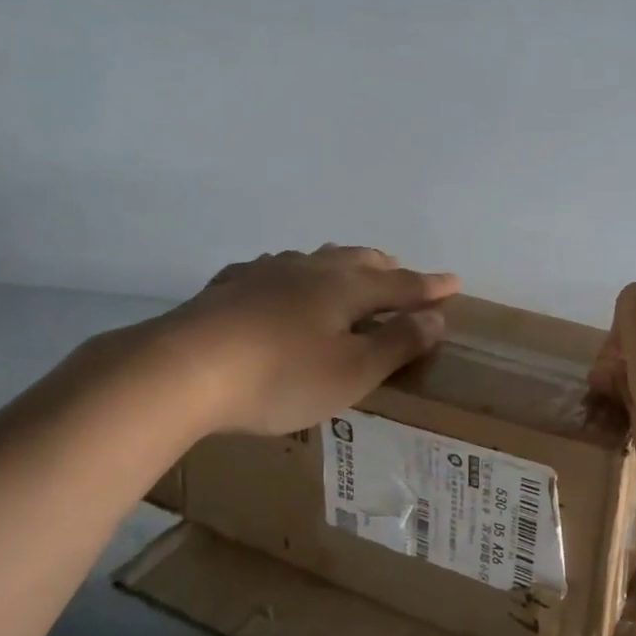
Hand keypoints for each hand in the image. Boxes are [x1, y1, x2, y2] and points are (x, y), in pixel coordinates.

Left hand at [146, 245, 460, 435]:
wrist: (182, 369)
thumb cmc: (280, 376)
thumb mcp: (351, 372)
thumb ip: (397, 344)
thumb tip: (436, 318)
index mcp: (344, 288)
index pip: (399, 284)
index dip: (427, 287)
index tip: (453, 282)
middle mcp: (308, 270)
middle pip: (356, 260)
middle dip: (384, 267)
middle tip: (401, 273)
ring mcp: (263, 274)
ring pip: (313, 259)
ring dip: (339, 264)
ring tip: (346, 270)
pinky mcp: (227, 288)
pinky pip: (271, 272)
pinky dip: (290, 275)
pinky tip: (276, 283)